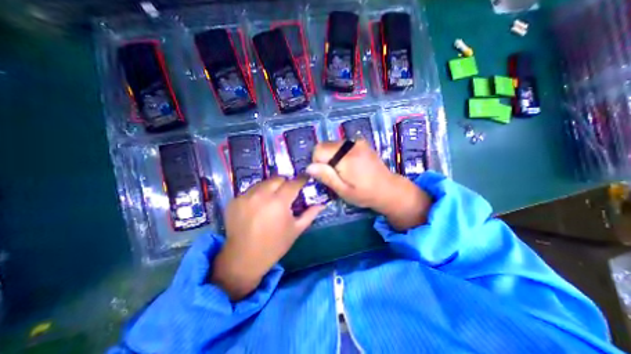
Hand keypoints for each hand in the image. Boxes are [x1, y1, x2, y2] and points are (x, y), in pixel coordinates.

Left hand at [213, 175, 324, 299]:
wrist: (244, 259)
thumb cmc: (274, 245)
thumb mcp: (296, 230)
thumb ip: (310, 214)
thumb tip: (322, 204)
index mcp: (279, 202)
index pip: (293, 183)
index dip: (301, 179)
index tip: (305, 178)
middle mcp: (261, 195)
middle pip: (278, 178)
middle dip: (285, 182)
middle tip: (288, 192)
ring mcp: (246, 196)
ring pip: (263, 182)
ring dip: (271, 187)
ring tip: (272, 199)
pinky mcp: (235, 200)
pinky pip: (251, 190)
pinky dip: (258, 194)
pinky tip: (258, 206)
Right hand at [307, 141, 434, 232]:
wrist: (389, 189)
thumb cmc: (365, 194)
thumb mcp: (343, 190)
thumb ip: (326, 177)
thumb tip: (309, 167)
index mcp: (346, 157)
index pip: (319, 150)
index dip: (317, 163)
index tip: (326, 175)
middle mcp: (351, 145)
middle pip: (325, 145)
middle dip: (324, 159)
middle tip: (334, 174)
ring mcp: (358, 142)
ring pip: (332, 145)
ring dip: (332, 156)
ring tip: (343, 170)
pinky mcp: (361, 143)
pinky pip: (342, 145)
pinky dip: (340, 153)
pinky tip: (349, 165)